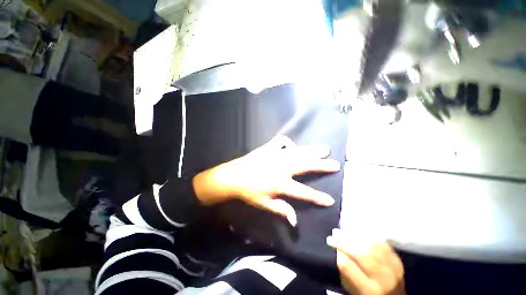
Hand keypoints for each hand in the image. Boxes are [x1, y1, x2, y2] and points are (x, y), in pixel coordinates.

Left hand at [192, 135, 340, 225]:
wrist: (233, 176)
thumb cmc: (248, 192)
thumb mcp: (264, 204)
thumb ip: (281, 210)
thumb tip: (295, 221)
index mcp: (280, 184)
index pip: (303, 192)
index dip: (317, 197)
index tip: (331, 200)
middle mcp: (281, 168)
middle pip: (305, 166)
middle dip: (321, 166)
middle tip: (335, 163)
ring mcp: (275, 156)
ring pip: (297, 152)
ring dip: (311, 151)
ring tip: (324, 149)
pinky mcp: (268, 148)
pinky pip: (280, 141)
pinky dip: (288, 142)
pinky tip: (291, 145)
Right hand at [327, 229, 405, 294]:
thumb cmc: (367, 293)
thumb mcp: (351, 288)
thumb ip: (344, 271)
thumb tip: (337, 250)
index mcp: (368, 290)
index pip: (349, 267)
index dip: (337, 251)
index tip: (329, 242)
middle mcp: (383, 279)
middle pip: (362, 254)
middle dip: (345, 241)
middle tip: (334, 233)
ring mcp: (393, 267)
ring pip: (372, 246)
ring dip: (355, 235)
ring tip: (344, 230)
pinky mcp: (397, 259)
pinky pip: (381, 242)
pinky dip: (368, 235)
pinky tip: (358, 231)